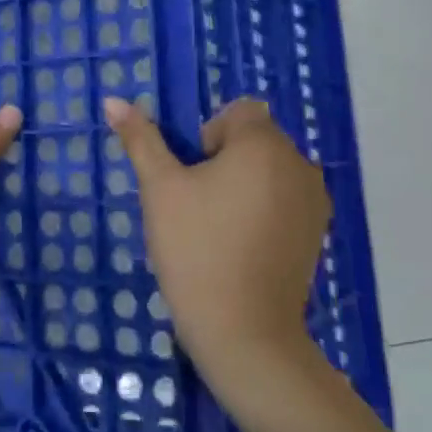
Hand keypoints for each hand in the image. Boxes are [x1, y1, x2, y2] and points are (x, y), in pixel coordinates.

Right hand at [104, 97, 331, 391]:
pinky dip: (262, 210)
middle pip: (255, 140)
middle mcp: (300, 164)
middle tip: (196, 204)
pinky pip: (284, 200)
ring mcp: (314, 201)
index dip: (208, 135)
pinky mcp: (317, 233)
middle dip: (223, 160)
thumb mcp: (160, 188)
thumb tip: (114, 99)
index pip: (237, 112)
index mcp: (264, 145)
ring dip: (243, 184)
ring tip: (217, 227)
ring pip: (269, 171)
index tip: (192, 175)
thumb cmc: (196, 249)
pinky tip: (240, 246)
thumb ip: (141, 139)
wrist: (243, 332)